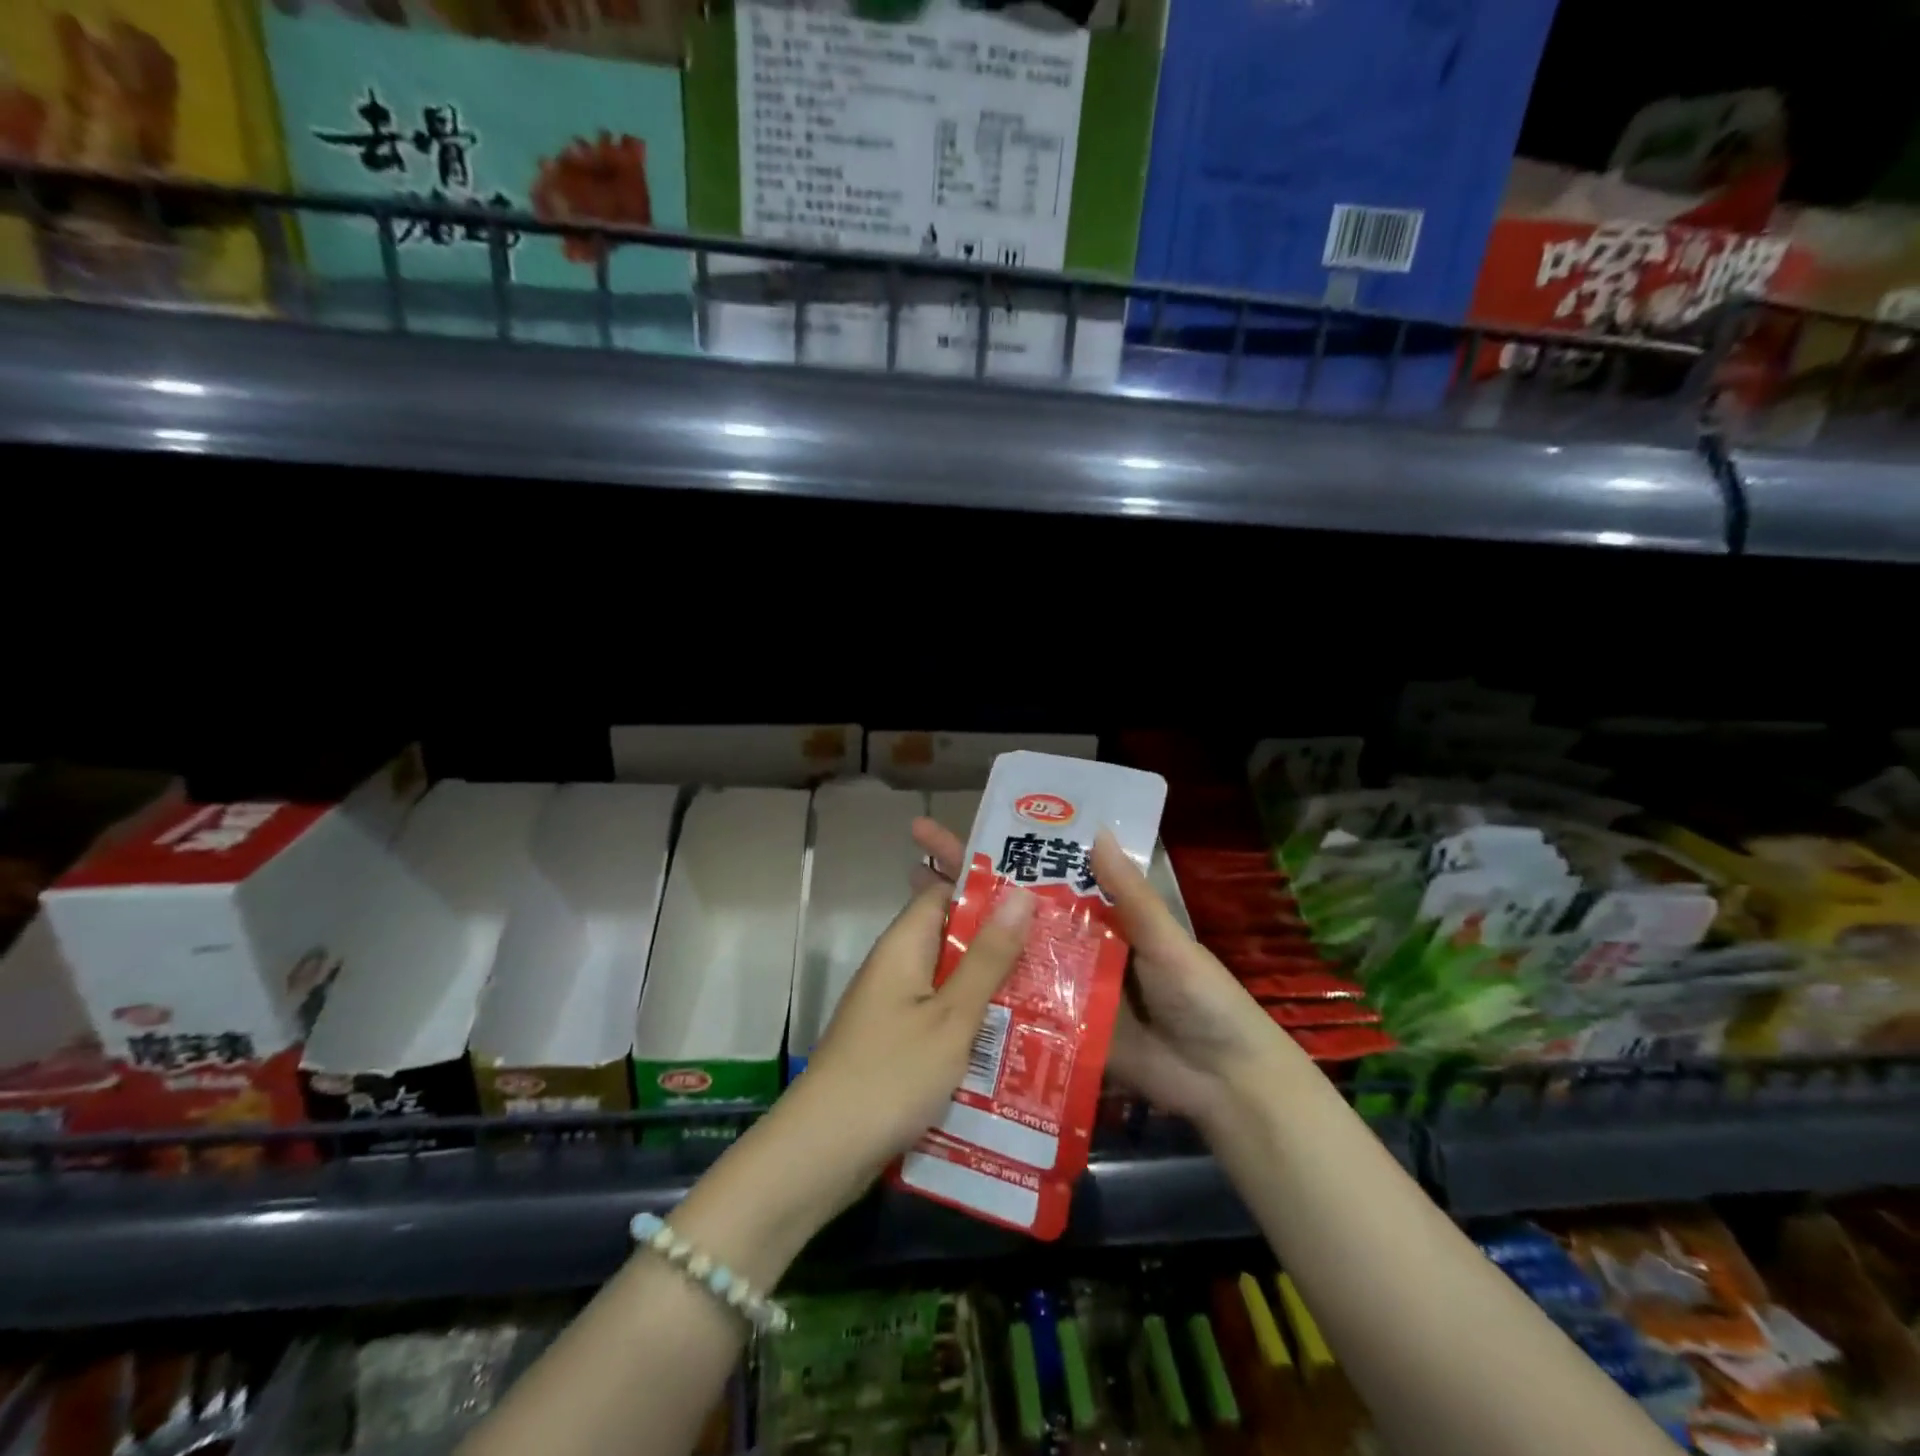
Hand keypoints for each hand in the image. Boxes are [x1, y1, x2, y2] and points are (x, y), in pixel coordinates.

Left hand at [762, 872, 1035, 1218]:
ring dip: (992, 986)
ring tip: (1051, 990)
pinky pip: (942, 1017)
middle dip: (1000, 943)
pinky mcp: (897, 1044)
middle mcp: (896, 967)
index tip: (1038, 895)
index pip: (944, 892)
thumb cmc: (891, 1074)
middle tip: (1058, 947)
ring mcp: (894, 1008)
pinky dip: (973, 1021)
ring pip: (951, 981)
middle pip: (952, 938)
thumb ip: (987, 958)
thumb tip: (1020, 894)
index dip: (987, 890)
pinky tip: (1014, 1039)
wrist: (823, 1153)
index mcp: (904, 946)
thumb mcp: (952, 1016)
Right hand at [910, 817, 1294, 1131]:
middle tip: (917, 856)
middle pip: (1015, 908)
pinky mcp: (1057, 1028)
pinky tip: (941, 984)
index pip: (1045, 871)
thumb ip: (1132, 896)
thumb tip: (1095, 832)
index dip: (1005, 849)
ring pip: (1008, 954)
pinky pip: (1017, 1004)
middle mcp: (1074, 941)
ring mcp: (1062, 986)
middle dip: (968, 881)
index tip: (960, 825)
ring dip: (967, 935)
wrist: (1221, 1082)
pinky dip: (985, 992)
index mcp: (1101, 912)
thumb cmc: (1202, 999)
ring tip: (913, 914)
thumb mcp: (1169, 943)